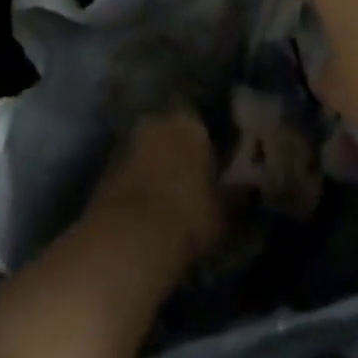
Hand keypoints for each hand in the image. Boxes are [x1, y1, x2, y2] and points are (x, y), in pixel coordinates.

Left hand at [87, 109, 228, 264]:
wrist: (129, 238)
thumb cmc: (188, 217)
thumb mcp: (226, 211)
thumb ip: (239, 193)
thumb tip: (250, 185)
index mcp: (189, 121)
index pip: (202, 119)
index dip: (208, 140)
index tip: (214, 160)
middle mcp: (156, 120)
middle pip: (172, 129)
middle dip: (179, 148)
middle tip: (191, 177)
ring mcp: (127, 140)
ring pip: (149, 147)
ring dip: (157, 163)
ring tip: (168, 193)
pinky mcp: (106, 165)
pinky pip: (131, 166)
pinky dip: (139, 179)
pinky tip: (147, 204)